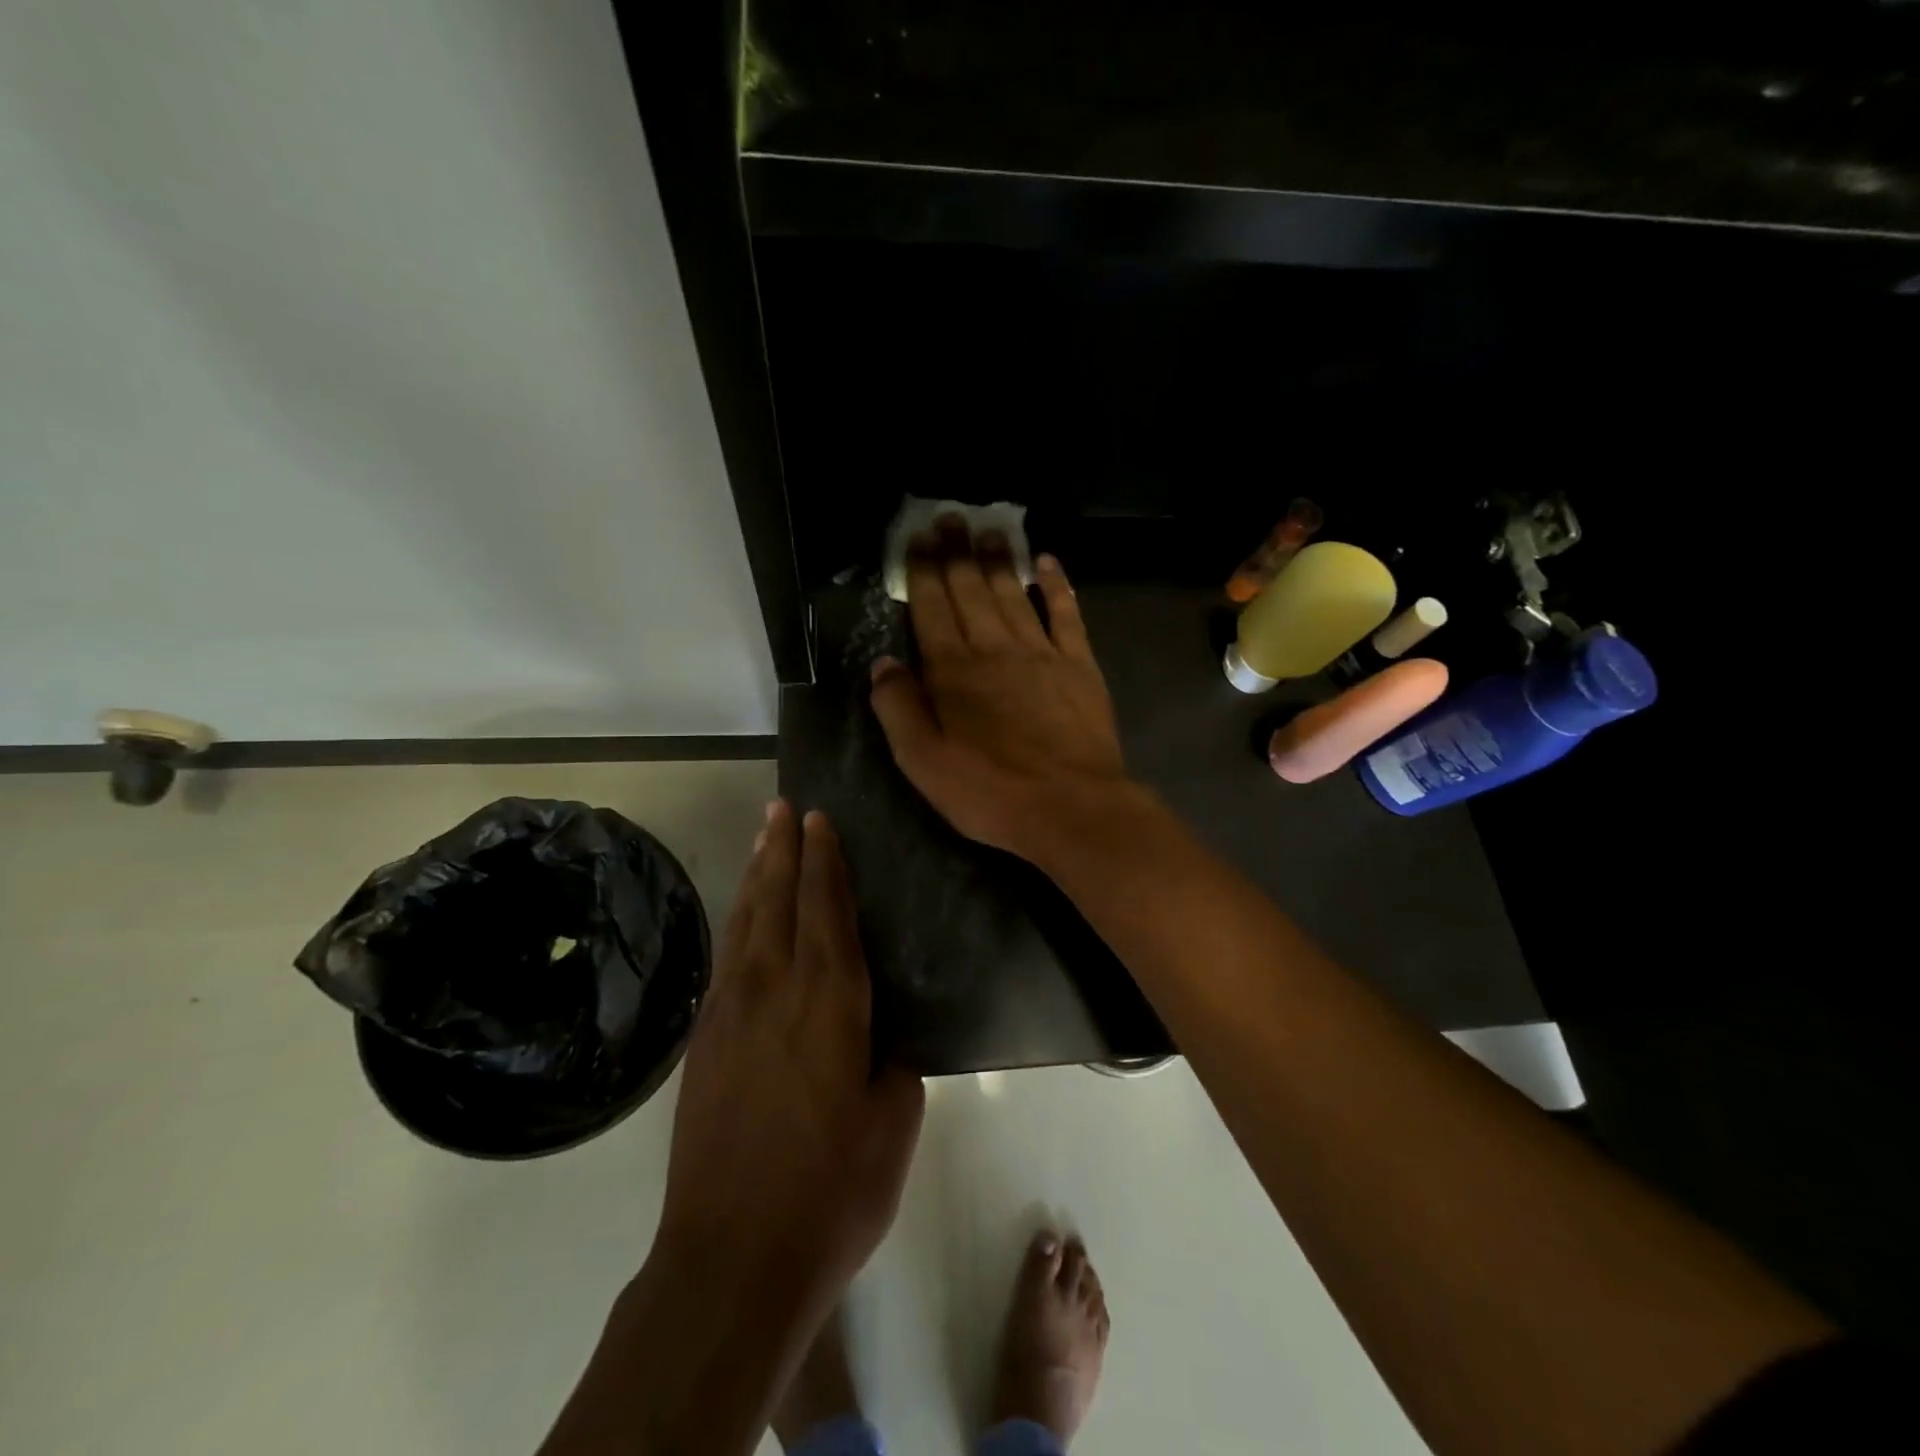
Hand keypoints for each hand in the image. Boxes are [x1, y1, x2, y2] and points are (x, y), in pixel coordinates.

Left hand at [655, 801, 923, 1316]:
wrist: (731, 1259)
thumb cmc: (831, 1191)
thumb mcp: (892, 1124)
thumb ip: (893, 1063)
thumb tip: (882, 1036)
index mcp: (830, 1001)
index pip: (827, 909)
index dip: (824, 860)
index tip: (819, 819)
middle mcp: (775, 990)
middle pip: (777, 900)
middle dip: (782, 849)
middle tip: (783, 808)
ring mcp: (730, 1014)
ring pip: (745, 923)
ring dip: (756, 876)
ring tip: (763, 840)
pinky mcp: (703, 1043)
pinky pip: (727, 959)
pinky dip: (737, 923)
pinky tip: (742, 919)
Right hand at [868, 517, 1138, 861]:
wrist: (1073, 807)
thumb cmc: (991, 791)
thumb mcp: (924, 763)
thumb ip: (899, 710)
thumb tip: (883, 664)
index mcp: (952, 672)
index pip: (931, 610)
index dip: (922, 572)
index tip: (916, 539)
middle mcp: (994, 650)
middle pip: (970, 591)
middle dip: (956, 552)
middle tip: (949, 517)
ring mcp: (1041, 653)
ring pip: (1013, 594)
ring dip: (998, 560)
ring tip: (988, 530)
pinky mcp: (1079, 665)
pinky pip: (1065, 614)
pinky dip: (1056, 586)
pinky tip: (1047, 563)